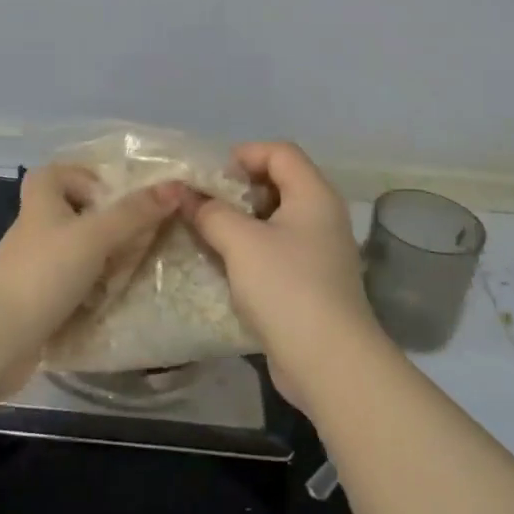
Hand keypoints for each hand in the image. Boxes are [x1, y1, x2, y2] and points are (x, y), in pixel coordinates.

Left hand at [0, 165, 186, 374]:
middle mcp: (36, 227)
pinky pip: (72, 285)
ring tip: (127, 272)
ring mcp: (34, 265)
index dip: (89, 179)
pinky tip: (108, 301)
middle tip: (135, 239)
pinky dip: (91, 291)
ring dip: (103, 262)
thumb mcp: (95, 235)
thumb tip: (176, 186)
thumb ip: (134, 212)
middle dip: (108, 227)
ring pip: (77, 251)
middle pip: (76, 213)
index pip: (62, 172)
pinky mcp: (37, 298)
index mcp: (42, 199)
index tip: (118, 198)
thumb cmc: (44, 272)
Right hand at [189, 142, 386, 411]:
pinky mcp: (311, 282)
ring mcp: (319, 251)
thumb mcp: (240, 242)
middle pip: (278, 182)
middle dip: (237, 189)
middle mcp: (322, 215)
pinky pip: (277, 250)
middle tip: (203, 205)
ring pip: (275, 220)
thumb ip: (210, 212)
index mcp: (313, 194)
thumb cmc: (286, 287)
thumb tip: (184, 194)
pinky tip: (224, 266)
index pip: (280, 151)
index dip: (244, 154)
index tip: (210, 177)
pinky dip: (251, 250)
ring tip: (206, 234)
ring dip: (240, 222)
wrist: (328, 361)